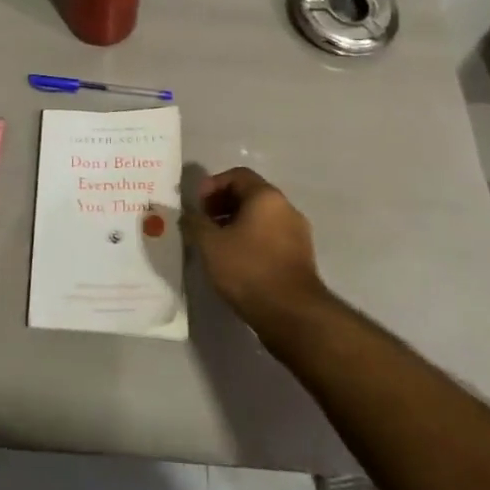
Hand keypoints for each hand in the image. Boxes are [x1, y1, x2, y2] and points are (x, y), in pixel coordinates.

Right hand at [183, 168, 328, 332]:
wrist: (292, 314)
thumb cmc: (248, 269)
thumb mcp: (210, 244)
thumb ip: (195, 223)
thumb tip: (188, 214)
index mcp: (266, 196)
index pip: (237, 175)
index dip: (212, 185)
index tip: (198, 205)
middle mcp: (286, 208)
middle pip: (250, 194)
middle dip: (223, 204)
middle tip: (204, 223)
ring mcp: (298, 233)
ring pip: (261, 217)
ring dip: (236, 223)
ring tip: (217, 244)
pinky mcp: (301, 257)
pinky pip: (271, 237)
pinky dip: (252, 240)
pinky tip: (237, 261)